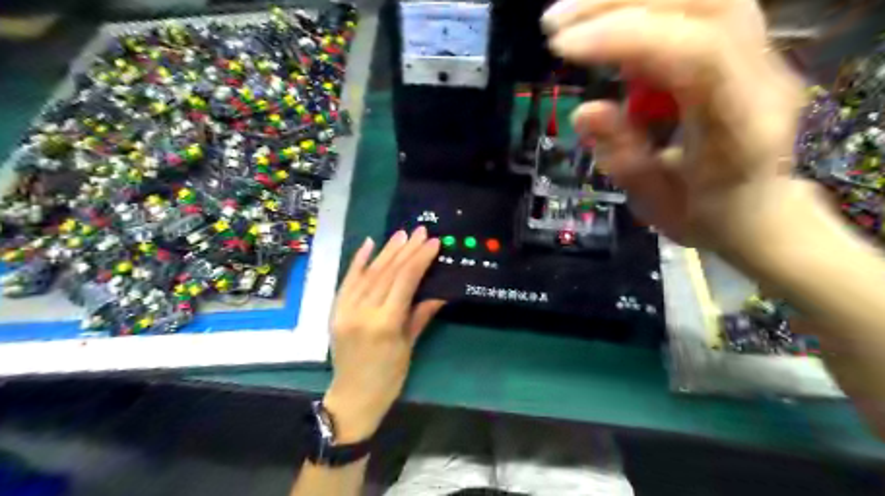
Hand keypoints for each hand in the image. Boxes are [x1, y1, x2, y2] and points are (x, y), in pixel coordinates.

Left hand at [324, 226, 441, 443]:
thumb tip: (441, 291)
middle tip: (421, 231)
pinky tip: (369, 244)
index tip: (433, 242)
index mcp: (385, 323)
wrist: (352, 397)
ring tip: (401, 234)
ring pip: (369, 273)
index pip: (404, 281)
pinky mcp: (335, 310)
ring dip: (386, 251)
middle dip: (406, 250)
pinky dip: (359, 261)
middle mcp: (363, 311)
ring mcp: (345, 309)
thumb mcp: (409, 346)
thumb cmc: (388, 377)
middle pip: (387, 273)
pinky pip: (348, 280)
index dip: (420, 259)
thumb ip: (421, 313)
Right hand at [539, 1, 806, 251]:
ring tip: (571, 19)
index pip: (696, 55)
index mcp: (741, 128)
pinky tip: (605, 29)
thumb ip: (622, 157)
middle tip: (555, 21)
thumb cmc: (706, 216)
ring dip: (627, 0)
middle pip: (703, 2)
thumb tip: (583, 111)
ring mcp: (760, 54)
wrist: (761, 213)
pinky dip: (641, 11)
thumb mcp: (656, 204)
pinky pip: (693, 9)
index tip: (563, 48)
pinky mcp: (743, 47)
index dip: (626, 38)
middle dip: (620, 2)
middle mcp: (761, 77)